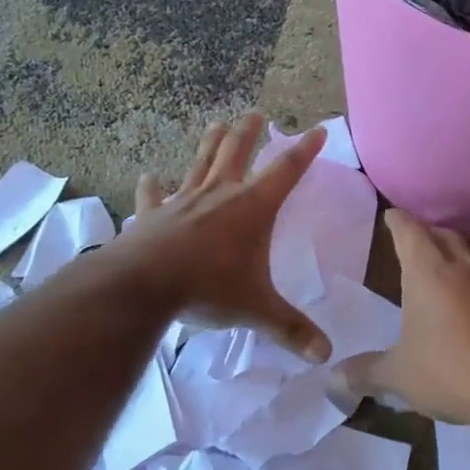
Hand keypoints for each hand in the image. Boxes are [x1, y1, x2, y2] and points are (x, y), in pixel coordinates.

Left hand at [124, 114, 331, 361]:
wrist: (143, 286)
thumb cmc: (209, 288)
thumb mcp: (257, 310)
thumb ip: (291, 330)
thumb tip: (326, 355)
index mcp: (253, 207)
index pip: (287, 170)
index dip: (306, 149)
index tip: (319, 129)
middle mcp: (221, 194)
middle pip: (239, 152)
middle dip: (250, 132)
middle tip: (256, 113)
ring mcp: (184, 201)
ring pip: (201, 163)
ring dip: (210, 143)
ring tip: (217, 123)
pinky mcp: (153, 215)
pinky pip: (154, 196)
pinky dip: (153, 187)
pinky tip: (149, 177)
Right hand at [347, 209, 469, 427]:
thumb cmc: (452, 372)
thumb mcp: (399, 376)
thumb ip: (364, 373)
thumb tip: (332, 379)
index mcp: (429, 273)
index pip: (410, 231)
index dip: (397, 220)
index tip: (389, 215)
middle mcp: (462, 270)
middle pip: (443, 236)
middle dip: (425, 232)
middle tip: (408, 241)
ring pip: (467, 257)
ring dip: (449, 257)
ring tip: (432, 274)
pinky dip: (467, 285)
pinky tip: (461, 310)